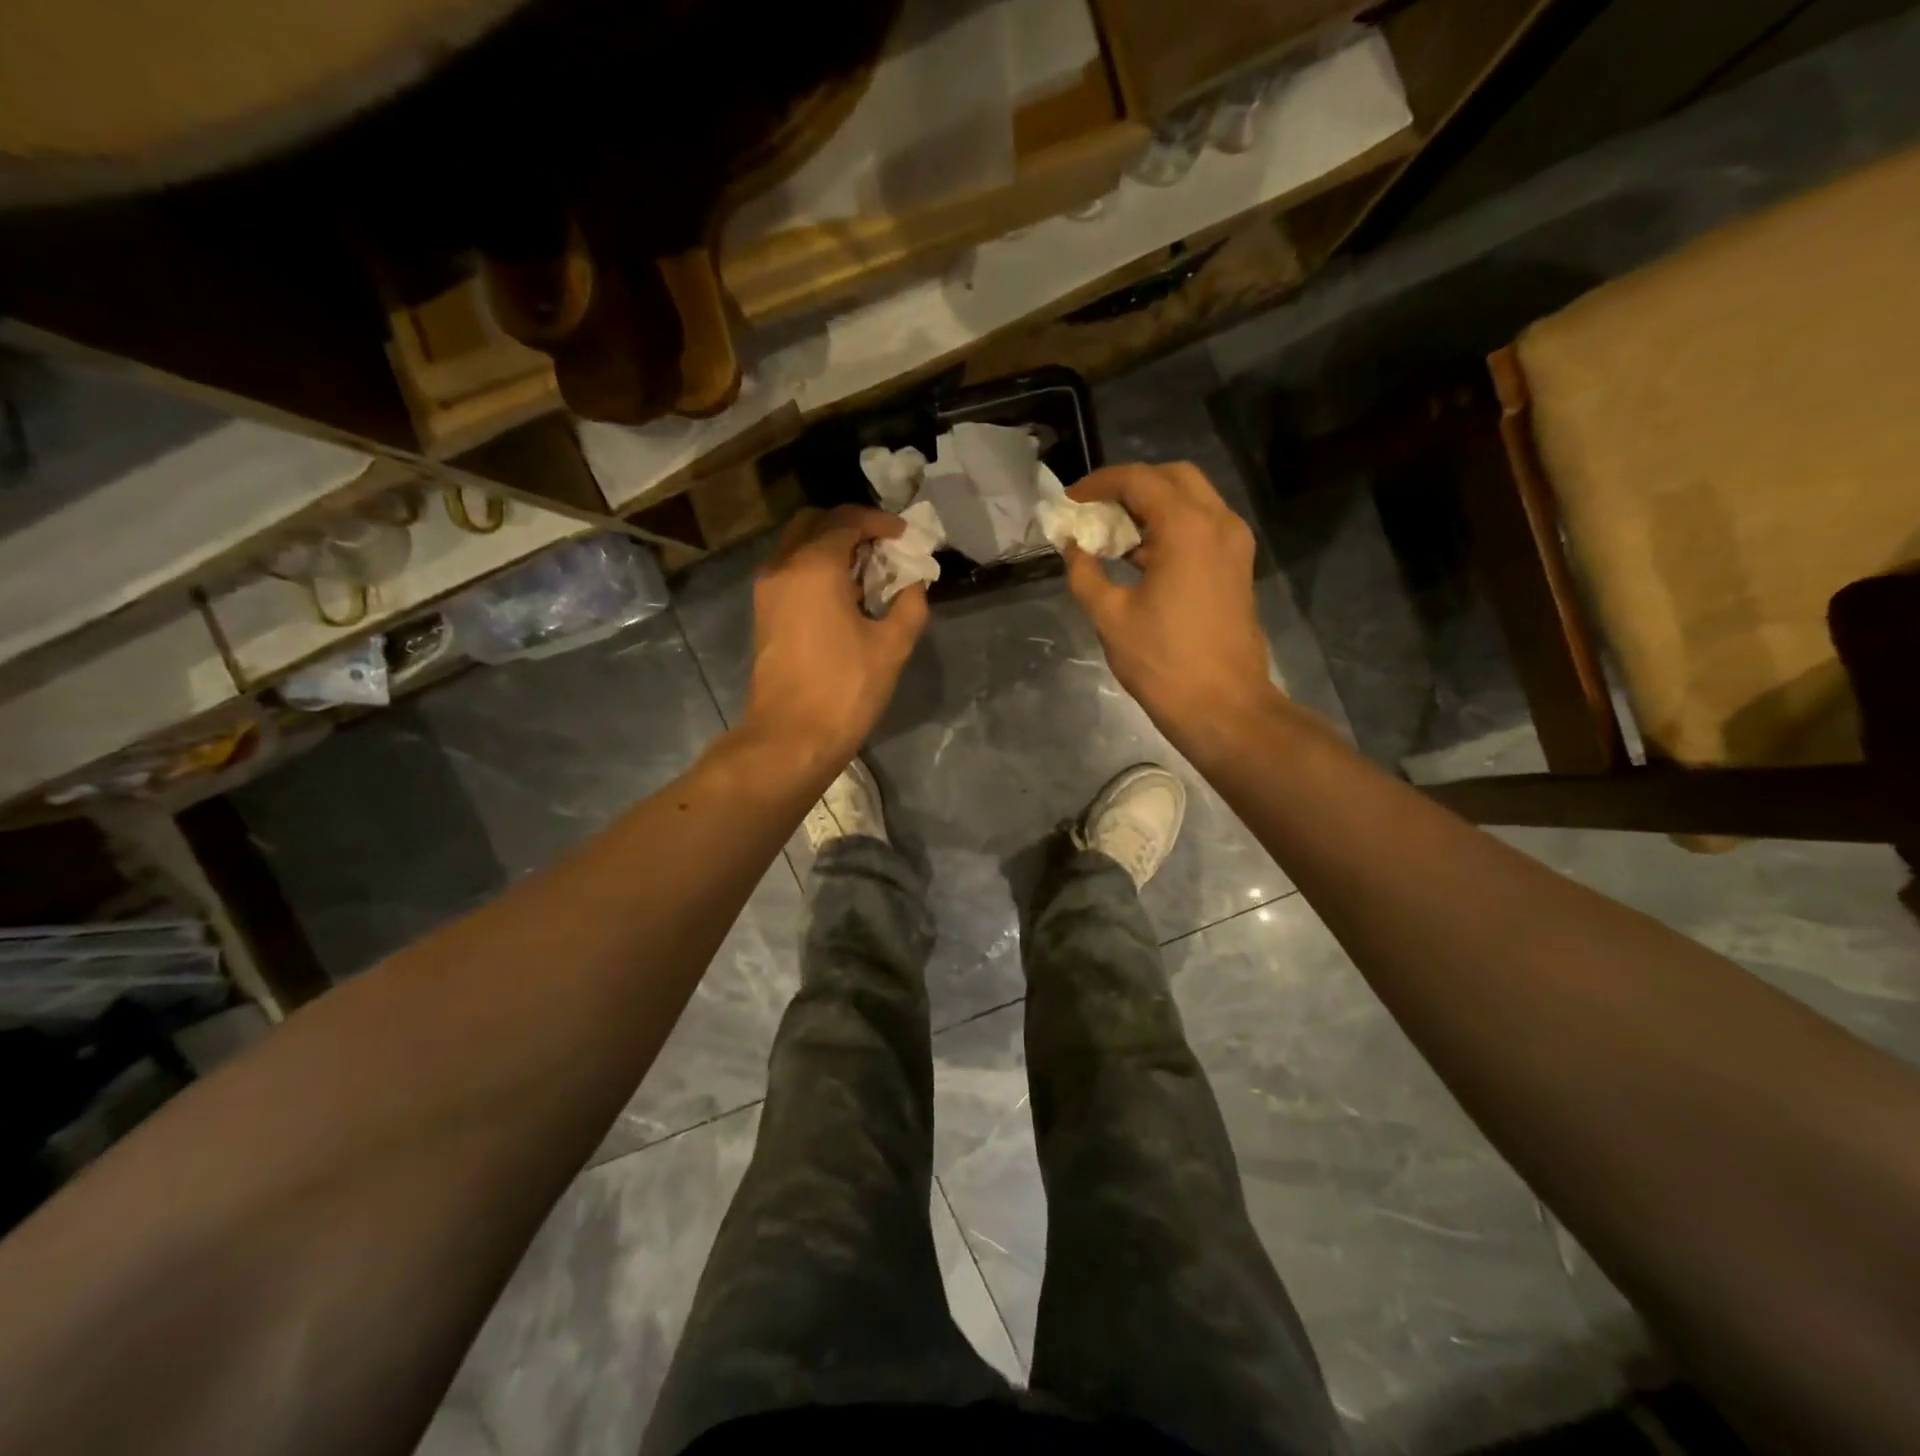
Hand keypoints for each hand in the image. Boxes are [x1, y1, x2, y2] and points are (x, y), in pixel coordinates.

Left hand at [743, 505, 928, 765]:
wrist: (791, 736)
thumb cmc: (845, 689)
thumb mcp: (892, 646)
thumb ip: (910, 605)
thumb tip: (914, 585)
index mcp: (814, 566)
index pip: (848, 521)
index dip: (881, 523)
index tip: (905, 537)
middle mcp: (783, 565)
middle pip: (815, 522)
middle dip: (851, 526)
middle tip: (883, 547)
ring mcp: (767, 589)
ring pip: (798, 544)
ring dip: (831, 546)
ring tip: (867, 571)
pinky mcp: (763, 612)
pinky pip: (789, 569)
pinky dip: (815, 567)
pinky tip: (844, 594)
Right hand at [1063, 462, 1279, 752]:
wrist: (1224, 708)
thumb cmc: (1163, 663)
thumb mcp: (1111, 617)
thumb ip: (1085, 573)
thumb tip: (1072, 547)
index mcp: (1187, 528)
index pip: (1139, 480)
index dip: (1099, 484)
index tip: (1070, 502)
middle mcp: (1218, 524)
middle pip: (1173, 478)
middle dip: (1130, 487)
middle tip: (1095, 511)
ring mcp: (1234, 545)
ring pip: (1192, 501)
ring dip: (1152, 507)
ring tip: (1112, 535)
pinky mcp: (1237, 568)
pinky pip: (1203, 528)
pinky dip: (1171, 528)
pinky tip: (1140, 558)